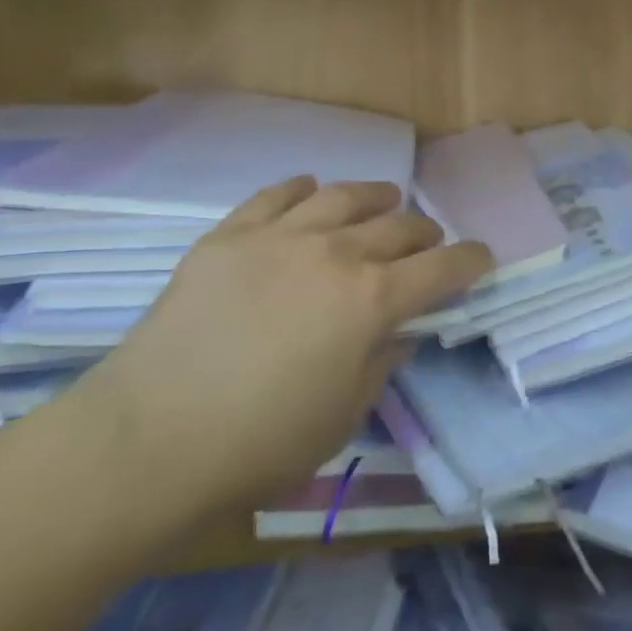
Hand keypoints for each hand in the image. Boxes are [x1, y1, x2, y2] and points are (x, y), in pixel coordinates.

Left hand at [71, 177, 491, 527]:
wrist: (150, 437)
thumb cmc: (260, 443)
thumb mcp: (343, 416)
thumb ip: (381, 364)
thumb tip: (396, 332)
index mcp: (371, 300)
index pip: (441, 268)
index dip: (470, 261)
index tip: (481, 259)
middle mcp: (334, 253)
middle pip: (398, 226)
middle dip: (425, 233)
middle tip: (429, 243)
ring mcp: (279, 237)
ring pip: (342, 196)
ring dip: (374, 196)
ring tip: (384, 199)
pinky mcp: (229, 235)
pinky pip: (276, 195)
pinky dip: (302, 188)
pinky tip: (311, 189)